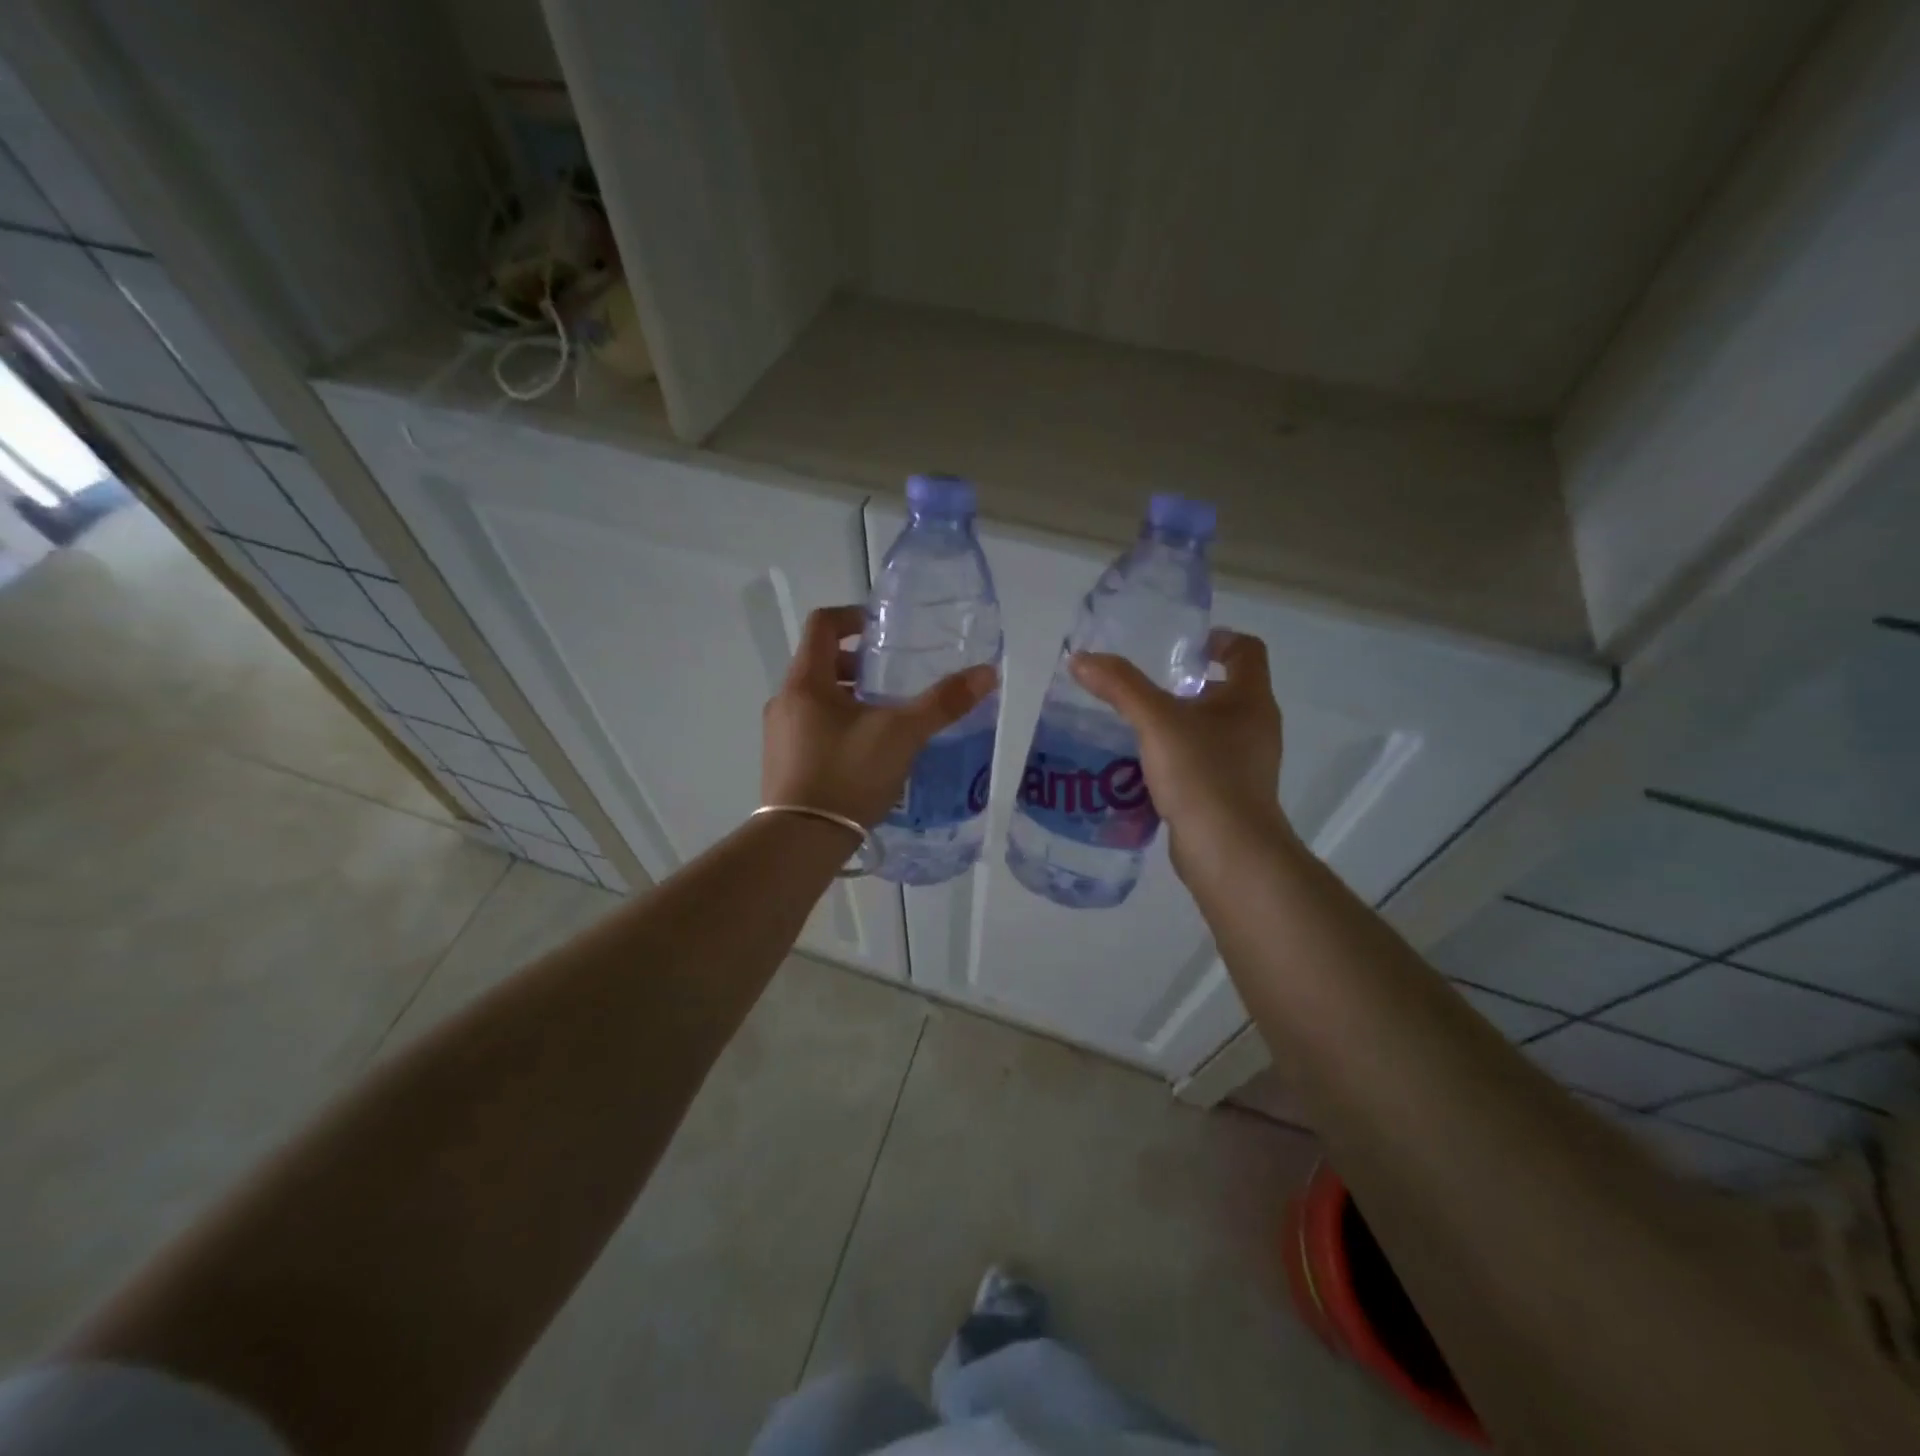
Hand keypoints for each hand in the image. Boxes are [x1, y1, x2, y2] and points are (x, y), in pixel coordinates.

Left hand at [763, 605, 996, 827]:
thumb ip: (943, 702)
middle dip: (858, 664)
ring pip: (817, 698)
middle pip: (820, 662)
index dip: (853, 617)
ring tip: (886, 717)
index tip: (883, 629)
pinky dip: (839, 724)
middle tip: (892, 679)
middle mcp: (785, 701)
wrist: (801, 840)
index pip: (822, 624)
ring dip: (850, 696)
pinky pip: (812, 727)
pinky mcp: (783, 763)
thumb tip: (987, 673)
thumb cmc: (848, 774)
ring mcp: (779, 734)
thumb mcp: (902, 734)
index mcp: (806, 682)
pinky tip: (867, 752)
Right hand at [1069, 630, 1289, 875]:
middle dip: (1183, 687)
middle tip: (1141, 689)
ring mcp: (1246, 765)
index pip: (1246, 650)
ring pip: (1209, 731)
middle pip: (1224, 690)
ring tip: (1132, 729)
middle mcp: (1255, 727)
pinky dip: (1174, 760)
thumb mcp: (1156, 723)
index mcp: (1250, 700)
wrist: (1229, 852)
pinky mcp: (1229, 795)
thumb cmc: (1203, 775)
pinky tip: (1139, 769)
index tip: (1179, 647)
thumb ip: (1120, 687)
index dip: (1216, 640)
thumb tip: (1080, 658)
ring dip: (1175, 726)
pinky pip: (1200, 764)